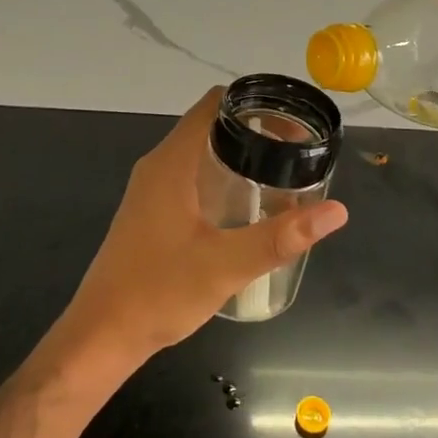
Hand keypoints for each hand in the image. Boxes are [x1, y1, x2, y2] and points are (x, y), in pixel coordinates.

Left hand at [57, 88, 348, 367]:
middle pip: (211, 125)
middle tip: (297, 150)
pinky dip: (221, 177)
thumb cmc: (158, 293)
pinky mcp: (151, 211)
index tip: (292, 120)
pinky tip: (247, 205)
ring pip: (201, 152)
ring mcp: (151, 189)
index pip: (214, 105)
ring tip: (282, 173)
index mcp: (171, 163)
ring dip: (238, 155)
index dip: (254, 103)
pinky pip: (191, 176)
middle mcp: (159, 166)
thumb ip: (280, 237)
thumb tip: (336, 211)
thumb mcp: (225, 265)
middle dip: (255, 131)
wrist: (102, 334)